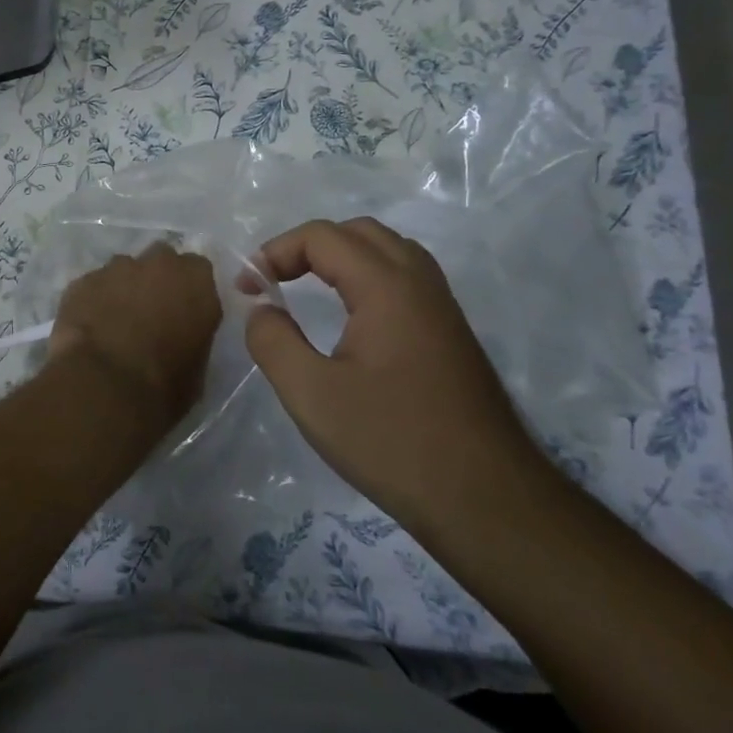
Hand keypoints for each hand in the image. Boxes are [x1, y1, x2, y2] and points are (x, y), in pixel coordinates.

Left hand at [48, 242, 221, 431]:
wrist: (104, 387)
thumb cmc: (163, 386)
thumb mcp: (198, 369)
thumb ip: (193, 336)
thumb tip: (181, 336)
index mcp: (196, 282)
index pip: (198, 270)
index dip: (188, 290)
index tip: (182, 310)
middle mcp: (158, 264)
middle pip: (160, 259)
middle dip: (156, 279)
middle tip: (149, 311)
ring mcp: (116, 268)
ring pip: (123, 269)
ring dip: (123, 288)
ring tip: (114, 322)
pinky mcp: (82, 281)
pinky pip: (92, 286)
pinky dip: (93, 301)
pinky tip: (89, 327)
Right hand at [244, 218, 536, 529]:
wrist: (486, 500)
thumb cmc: (391, 442)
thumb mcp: (311, 394)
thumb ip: (273, 340)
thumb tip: (260, 307)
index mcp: (387, 287)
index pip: (322, 237)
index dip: (275, 252)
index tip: (247, 289)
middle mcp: (420, 283)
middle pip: (359, 232)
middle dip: (307, 247)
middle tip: (274, 281)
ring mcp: (443, 308)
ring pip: (388, 252)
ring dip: (341, 258)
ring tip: (306, 290)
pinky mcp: (451, 335)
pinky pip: (405, 280)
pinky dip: (366, 278)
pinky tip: (351, 318)